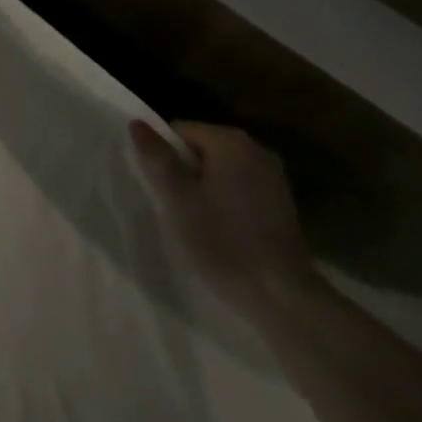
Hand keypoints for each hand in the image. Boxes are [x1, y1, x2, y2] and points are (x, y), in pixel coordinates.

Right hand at [131, 120, 317, 317]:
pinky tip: (225, 233)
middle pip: (203, 149)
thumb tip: (137, 123)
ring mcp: (274, 177)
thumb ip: (157, 158)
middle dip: (187, 173)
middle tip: (178, 209)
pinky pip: (242, 190)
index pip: (181, 131)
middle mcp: (256, 149)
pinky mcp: (283, 204)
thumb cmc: (224, 242)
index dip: (165, 157)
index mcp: (230, 140)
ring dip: (207, 189)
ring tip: (199, 223)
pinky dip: (228, 203)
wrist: (284, 298)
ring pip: (223, 171)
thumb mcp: (178, 199)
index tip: (163, 190)